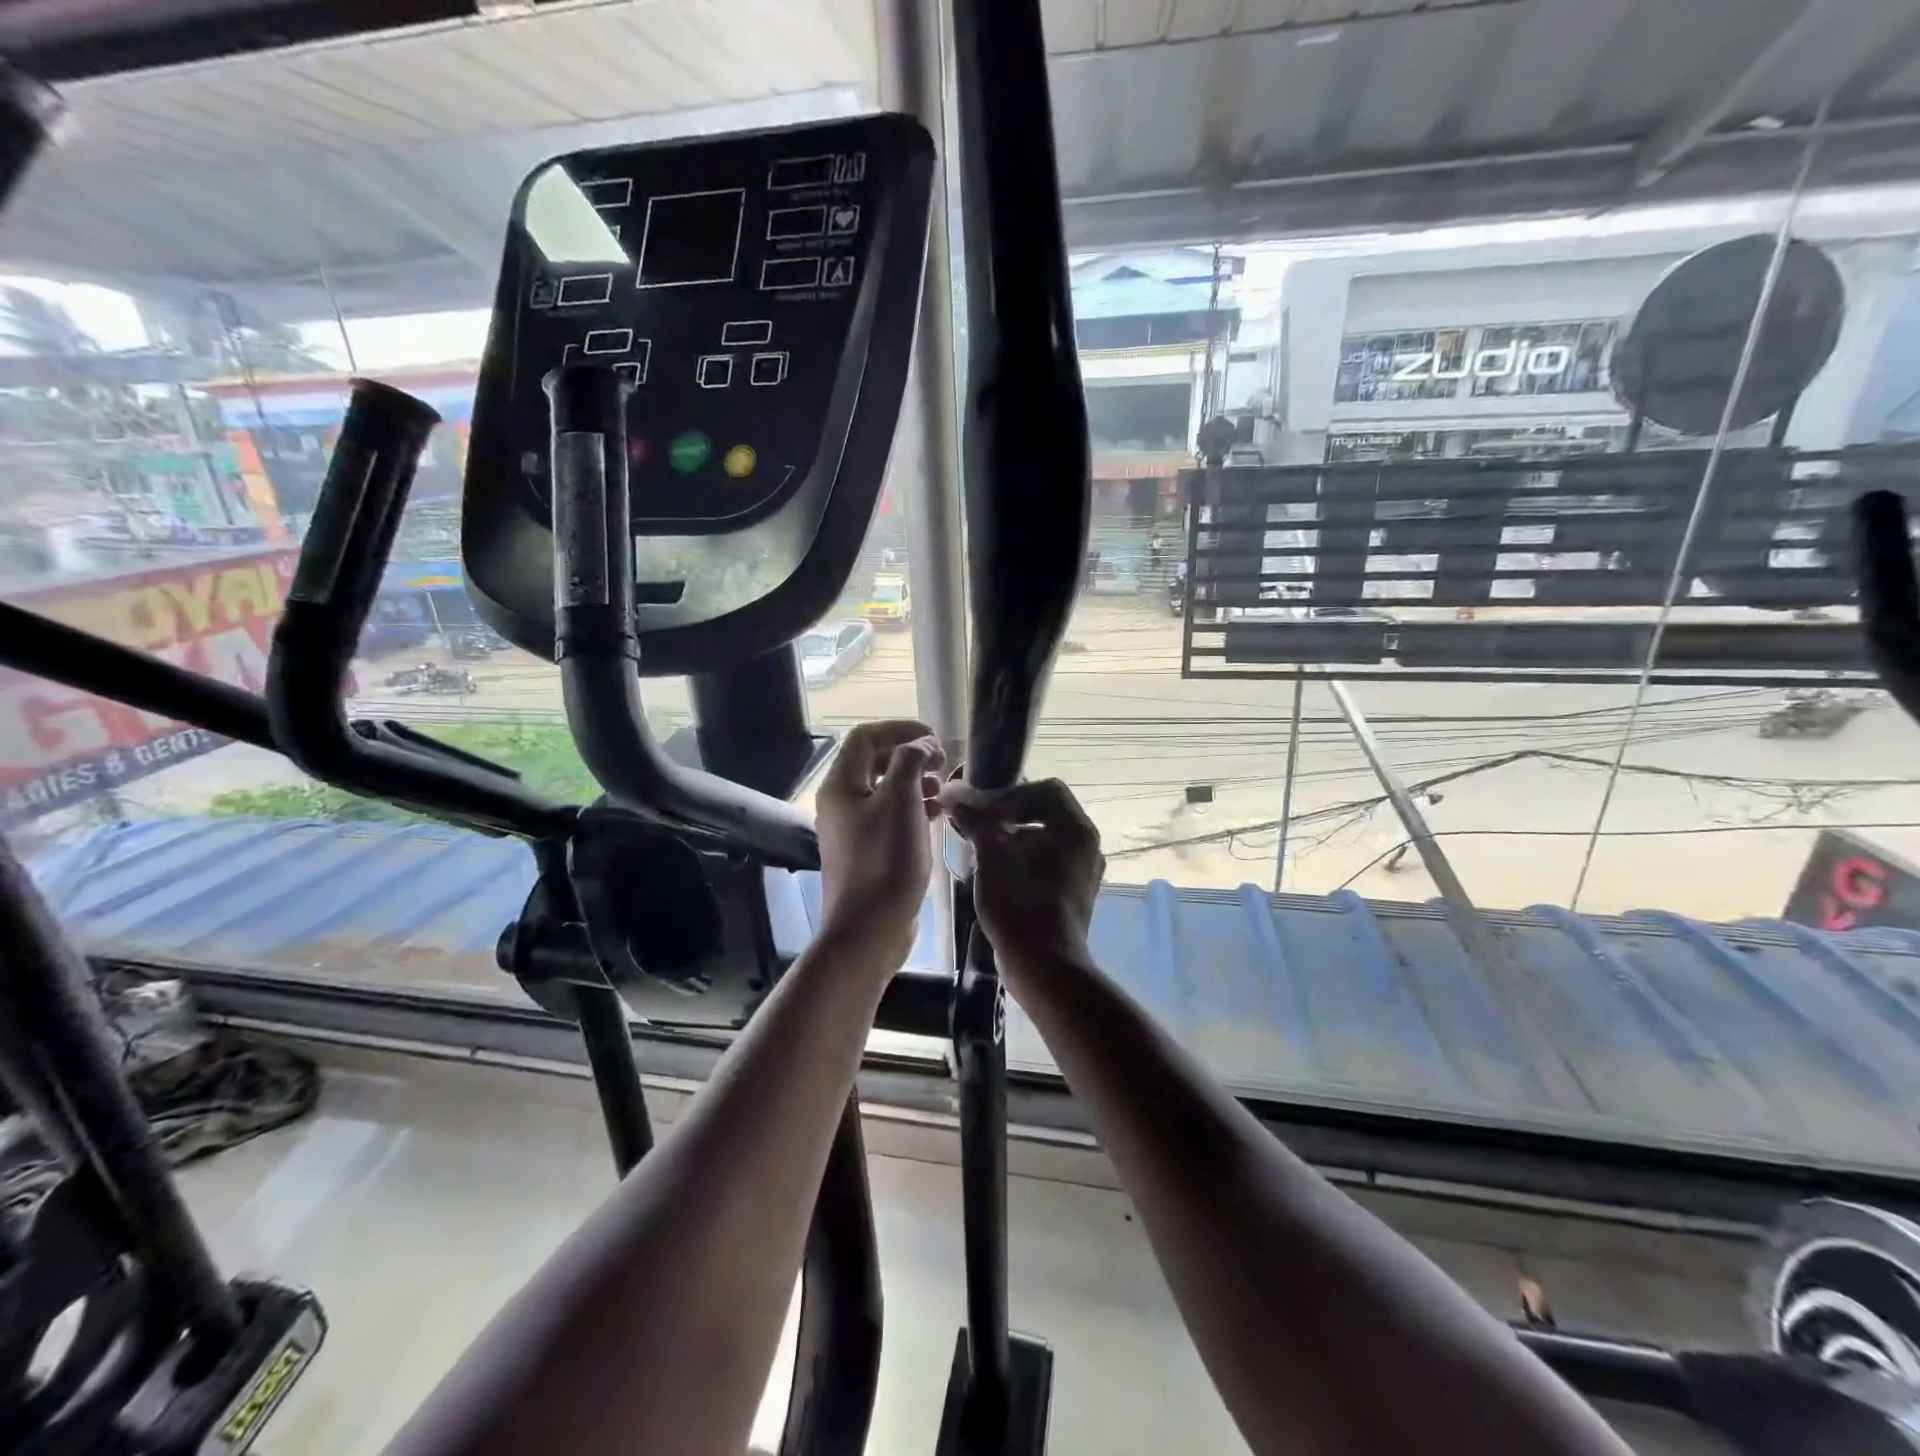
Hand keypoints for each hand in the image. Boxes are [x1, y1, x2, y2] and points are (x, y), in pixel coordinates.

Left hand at [816, 719, 944, 967]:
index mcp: (841, 784)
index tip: (936, 740)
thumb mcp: (901, 801)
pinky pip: (889, 817)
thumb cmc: (885, 860)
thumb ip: (910, 761)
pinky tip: (936, 817)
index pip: (866, 736)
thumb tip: (922, 744)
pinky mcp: (867, 852)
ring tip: (943, 791)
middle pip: (874, 762)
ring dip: (915, 782)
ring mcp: (852, 829)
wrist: (868, 929)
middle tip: (943, 764)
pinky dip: (913, 808)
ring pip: (884, 790)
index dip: (901, 730)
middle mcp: (840, 802)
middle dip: (910, 756)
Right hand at [942, 779, 1104, 968]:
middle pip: (1045, 812)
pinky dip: (1023, 860)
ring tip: (982, 851)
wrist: (1042, 965)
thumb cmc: (1019, 901)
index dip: (1010, 793)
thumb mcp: (990, 854)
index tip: (983, 810)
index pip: (1046, 789)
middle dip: (1008, 815)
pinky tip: (996, 875)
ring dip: (1012, 838)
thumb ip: (974, 817)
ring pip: (1045, 839)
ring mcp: (1084, 872)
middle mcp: (1087, 845)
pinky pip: (1048, 863)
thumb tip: (952, 792)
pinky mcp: (1074, 894)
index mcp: (1076, 828)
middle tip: (978, 826)